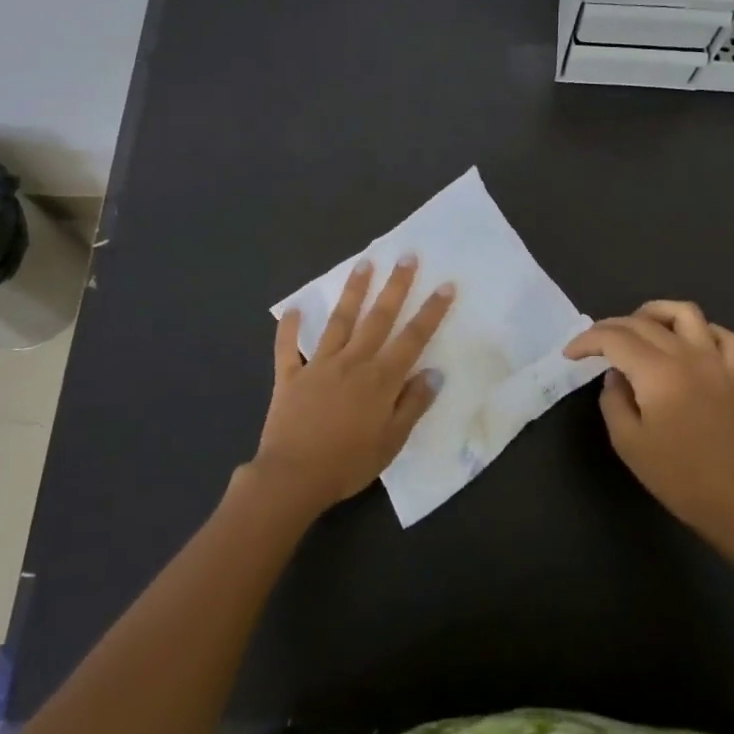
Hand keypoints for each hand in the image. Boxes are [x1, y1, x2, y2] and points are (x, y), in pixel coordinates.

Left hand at [250, 255, 455, 515]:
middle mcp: (352, 362)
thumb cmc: (348, 463)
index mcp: (380, 379)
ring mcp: (319, 365)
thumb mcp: (392, 441)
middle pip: (378, 317)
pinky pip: (288, 347)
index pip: (413, 338)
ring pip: (339, 320)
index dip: (431, 311)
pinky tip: (293, 307)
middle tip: (407, 256)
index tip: (445, 285)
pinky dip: (289, 327)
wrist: (293, 477)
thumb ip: (412, 405)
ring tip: (364, 263)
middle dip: (395, 286)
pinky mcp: (290, 375)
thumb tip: (433, 373)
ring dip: (353, 291)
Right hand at [565, 301, 733, 552]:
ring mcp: (714, 361)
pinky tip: (684, 344)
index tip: (570, 354)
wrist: (733, 501)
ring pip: (684, 312)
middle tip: (592, 346)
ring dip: (654, 313)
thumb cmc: (675, 475)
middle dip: (610, 327)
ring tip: (636, 330)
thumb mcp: (627, 441)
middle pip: (642, 322)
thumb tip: (616, 375)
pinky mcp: (733, 374)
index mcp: (657, 372)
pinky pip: (721, 335)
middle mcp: (687, 355)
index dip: (587, 341)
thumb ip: (613, 399)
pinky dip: (701, 330)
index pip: (614, 338)